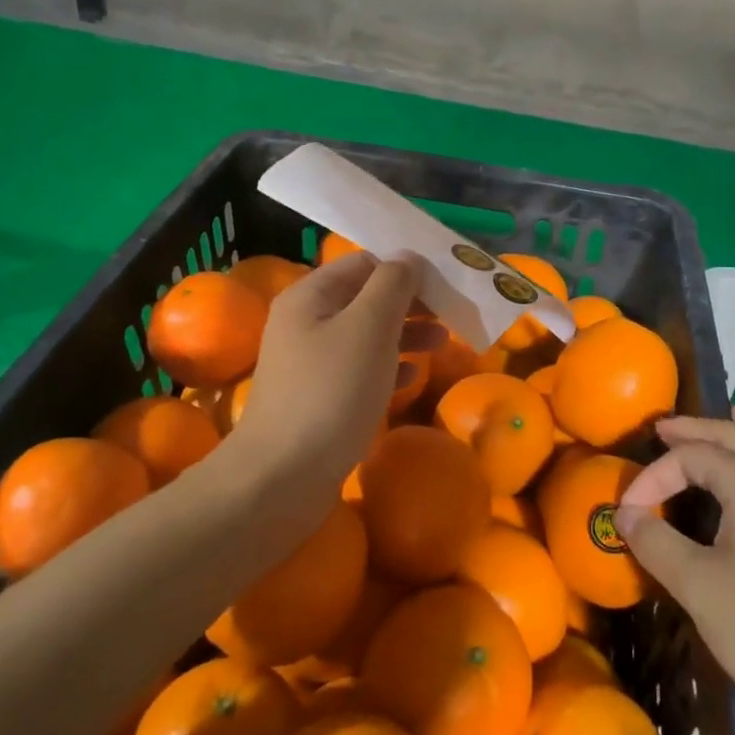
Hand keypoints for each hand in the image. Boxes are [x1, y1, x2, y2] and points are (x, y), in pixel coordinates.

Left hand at [237, 253, 424, 491]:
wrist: (282, 477)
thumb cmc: (332, 391)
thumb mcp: (369, 328)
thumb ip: (392, 285)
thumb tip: (409, 257)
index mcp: (312, 295)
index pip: (364, 263)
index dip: (405, 268)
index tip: (444, 284)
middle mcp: (307, 321)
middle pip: (366, 298)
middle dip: (410, 303)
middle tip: (451, 314)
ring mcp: (311, 362)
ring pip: (366, 335)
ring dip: (405, 334)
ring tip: (443, 343)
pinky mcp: (319, 397)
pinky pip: (360, 369)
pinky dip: (389, 367)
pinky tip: (413, 377)